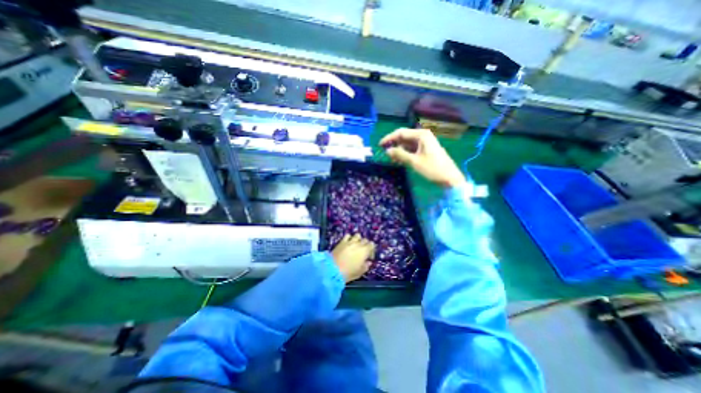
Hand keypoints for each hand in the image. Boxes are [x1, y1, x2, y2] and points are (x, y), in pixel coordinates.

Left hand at [333, 234, 374, 282]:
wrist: (333, 270)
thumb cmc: (348, 272)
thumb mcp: (359, 272)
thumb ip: (366, 266)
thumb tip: (368, 262)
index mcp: (365, 251)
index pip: (372, 244)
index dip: (371, 250)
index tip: (368, 257)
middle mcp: (358, 244)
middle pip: (365, 240)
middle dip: (365, 245)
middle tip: (362, 252)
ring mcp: (350, 242)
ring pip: (357, 235)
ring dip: (358, 239)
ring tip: (356, 245)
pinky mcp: (342, 242)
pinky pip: (347, 236)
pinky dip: (349, 238)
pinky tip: (348, 243)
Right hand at [379, 127, 463, 186]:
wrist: (450, 178)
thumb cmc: (432, 168)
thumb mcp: (414, 161)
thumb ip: (399, 154)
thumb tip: (387, 150)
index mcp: (421, 135)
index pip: (401, 133)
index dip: (389, 138)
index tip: (380, 145)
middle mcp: (423, 136)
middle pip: (404, 137)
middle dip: (394, 144)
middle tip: (384, 152)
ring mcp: (425, 143)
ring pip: (407, 144)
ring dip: (399, 150)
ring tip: (391, 158)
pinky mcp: (426, 150)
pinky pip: (412, 149)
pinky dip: (405, 153)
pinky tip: (400, 159)